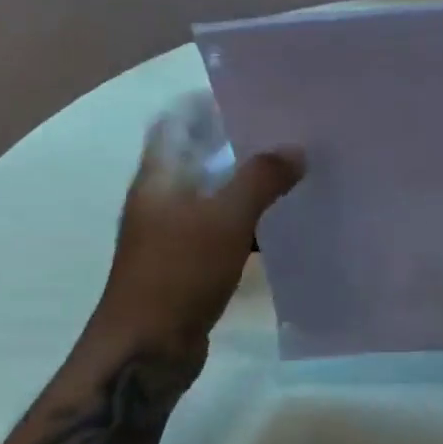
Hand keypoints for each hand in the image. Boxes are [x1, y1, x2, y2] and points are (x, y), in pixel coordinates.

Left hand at [92, 92, 302, 353]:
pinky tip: (286, 221)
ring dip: (250, 182)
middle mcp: (164, 198)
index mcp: (160, 177)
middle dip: (240, 140)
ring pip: (218, 193)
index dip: (205, 102)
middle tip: (288, 129)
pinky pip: (226, 228)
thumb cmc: (178, 273)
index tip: (251, 93)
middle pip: (202, 155)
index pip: (176, 121)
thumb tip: (296, 150)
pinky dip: (251, 219)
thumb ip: (261, 179)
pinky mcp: (192, 262)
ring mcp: (176, 232)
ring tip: (296, 168)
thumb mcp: (224, 218)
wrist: (146, 350)